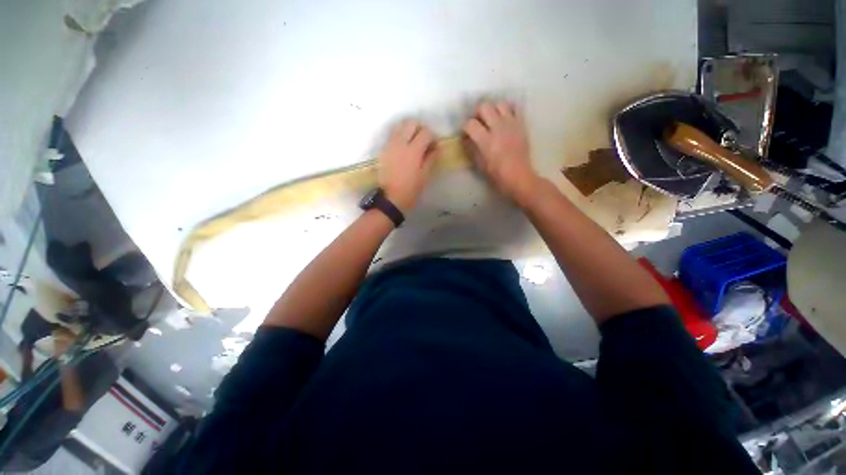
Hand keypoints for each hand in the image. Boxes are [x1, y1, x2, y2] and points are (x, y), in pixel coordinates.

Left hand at [378, 120, 437, 211]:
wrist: (391, 198)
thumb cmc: (411, 190)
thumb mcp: (425, 176)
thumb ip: (431, 158)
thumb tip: (435, 147)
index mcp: (413, 151)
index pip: (426, 132)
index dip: (432, 137)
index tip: (433, 146)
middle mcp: (401, 143)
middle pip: (411, 123)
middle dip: (420, 128)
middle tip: (423, 141)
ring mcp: (390, 145)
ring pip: (400, 126)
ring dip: (408, 130)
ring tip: (412, 142)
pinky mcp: (384, 149)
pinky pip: (392, 134)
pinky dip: (399, 135)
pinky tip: (403, 148)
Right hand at [463, 101, 538, 206]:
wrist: (518, 176)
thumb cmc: (496, 174)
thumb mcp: (479, 164)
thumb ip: (471, 148)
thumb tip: (466, 138)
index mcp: (486, 141)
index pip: (470, 124)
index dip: (465, 127)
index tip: (466, 133)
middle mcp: (498, 128)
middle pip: (484, 106)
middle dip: (477, 113)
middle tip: (478, 122)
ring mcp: (511, 124)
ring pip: (500, 103)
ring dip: (493, 109)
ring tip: (492, 119)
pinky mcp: (521, 124)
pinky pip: (515, 108)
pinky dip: (508, 110)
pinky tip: (505, 118)